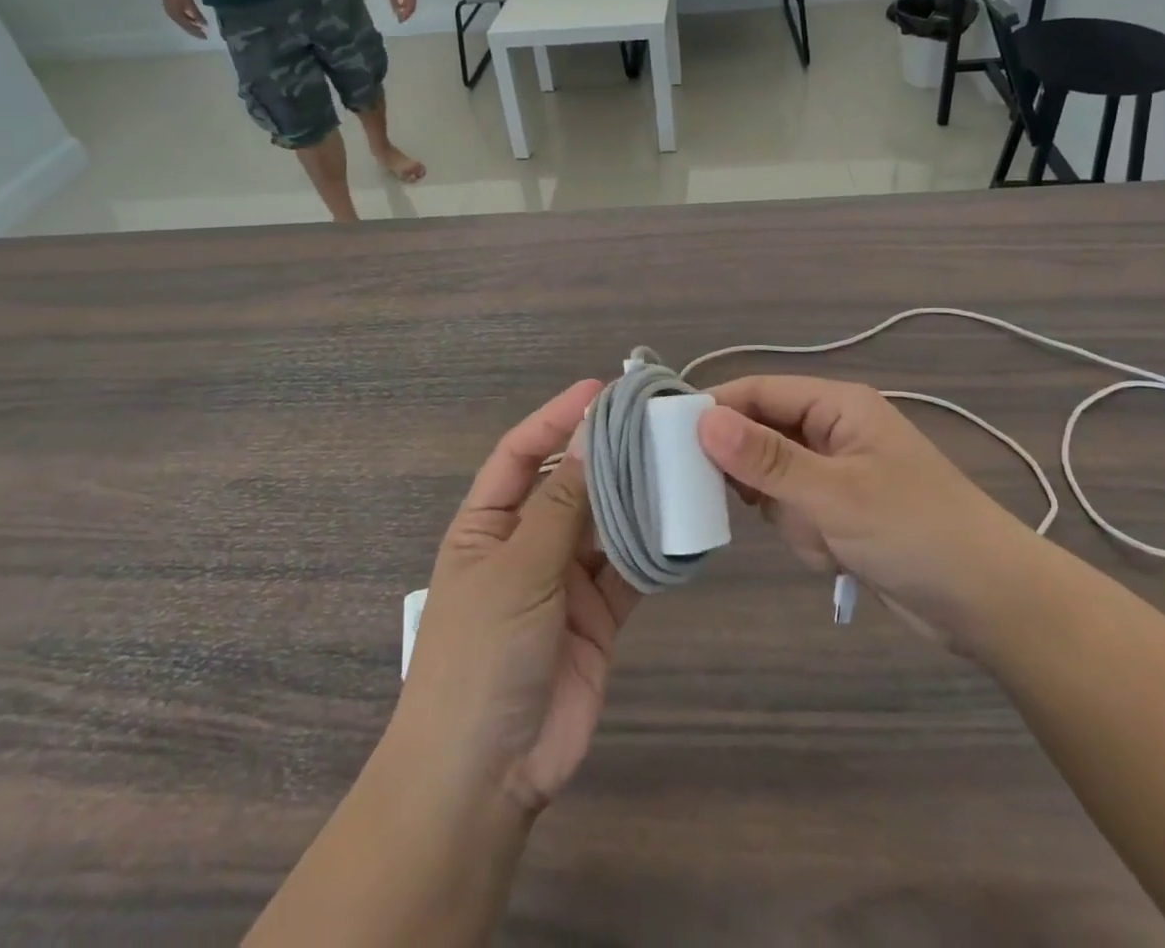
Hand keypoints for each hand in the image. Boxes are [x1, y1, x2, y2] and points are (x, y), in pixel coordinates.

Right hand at [156, 0, 207, 38]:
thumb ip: (197, 14)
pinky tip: (193, 21)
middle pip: (186, 27)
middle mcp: (174, 18)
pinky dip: (188, 21)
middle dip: (195, 32)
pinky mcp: (171, 10)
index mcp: (178, 17)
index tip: (206, 38)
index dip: (198, 33)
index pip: (189, 28)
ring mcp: (171, 14)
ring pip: (183, 24)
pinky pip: (181, 19)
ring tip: (200, 29)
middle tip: (204, 36)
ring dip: (192, 27)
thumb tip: (204, 25)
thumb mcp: (189, 3)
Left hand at [383, 0, 417, 22]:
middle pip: (412, 7)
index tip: (400, 21)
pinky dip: (406, 4)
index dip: (405, 16)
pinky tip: (400, 5)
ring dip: (407, 9)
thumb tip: (397, 14)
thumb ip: (394, 3)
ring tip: (400, 14)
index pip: (410, 8)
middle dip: (407, 14)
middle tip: (400, 19)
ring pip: (411, 3)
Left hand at [397, 379, 638, 814]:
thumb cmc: (481, 655)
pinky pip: (628, 570)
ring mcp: (563, 580)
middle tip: (653, 420)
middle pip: (569, 483)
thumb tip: (591, 434)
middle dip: (605, 453)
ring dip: (634, 496)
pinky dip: (652, 549)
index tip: (599, 390)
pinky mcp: (598, 615)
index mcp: (487, 524)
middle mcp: (525, 543)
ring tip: (676, 459)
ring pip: (604, 523)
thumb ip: (560, 505)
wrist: (485, 775)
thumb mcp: (517, 570)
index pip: (522, 453)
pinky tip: (682, 520)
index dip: (556, 418)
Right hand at [697, 377, 1046, 658]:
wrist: (991, 605)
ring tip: (823, 538)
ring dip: (787, 515)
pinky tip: (835, 557)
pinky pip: (795, 512)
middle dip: (757, 476)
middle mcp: (833, 430)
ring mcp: (836, 473)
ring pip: (774, 481)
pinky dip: (804, 536)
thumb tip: (701, 420)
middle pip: (761, 435)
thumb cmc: (915, 531)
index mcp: (837, 405)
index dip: (715, 410)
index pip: (759, 392)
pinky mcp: (840, 512)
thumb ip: (766, 459)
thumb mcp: (834, 493)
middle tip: (751, 503)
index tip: (668, 439)